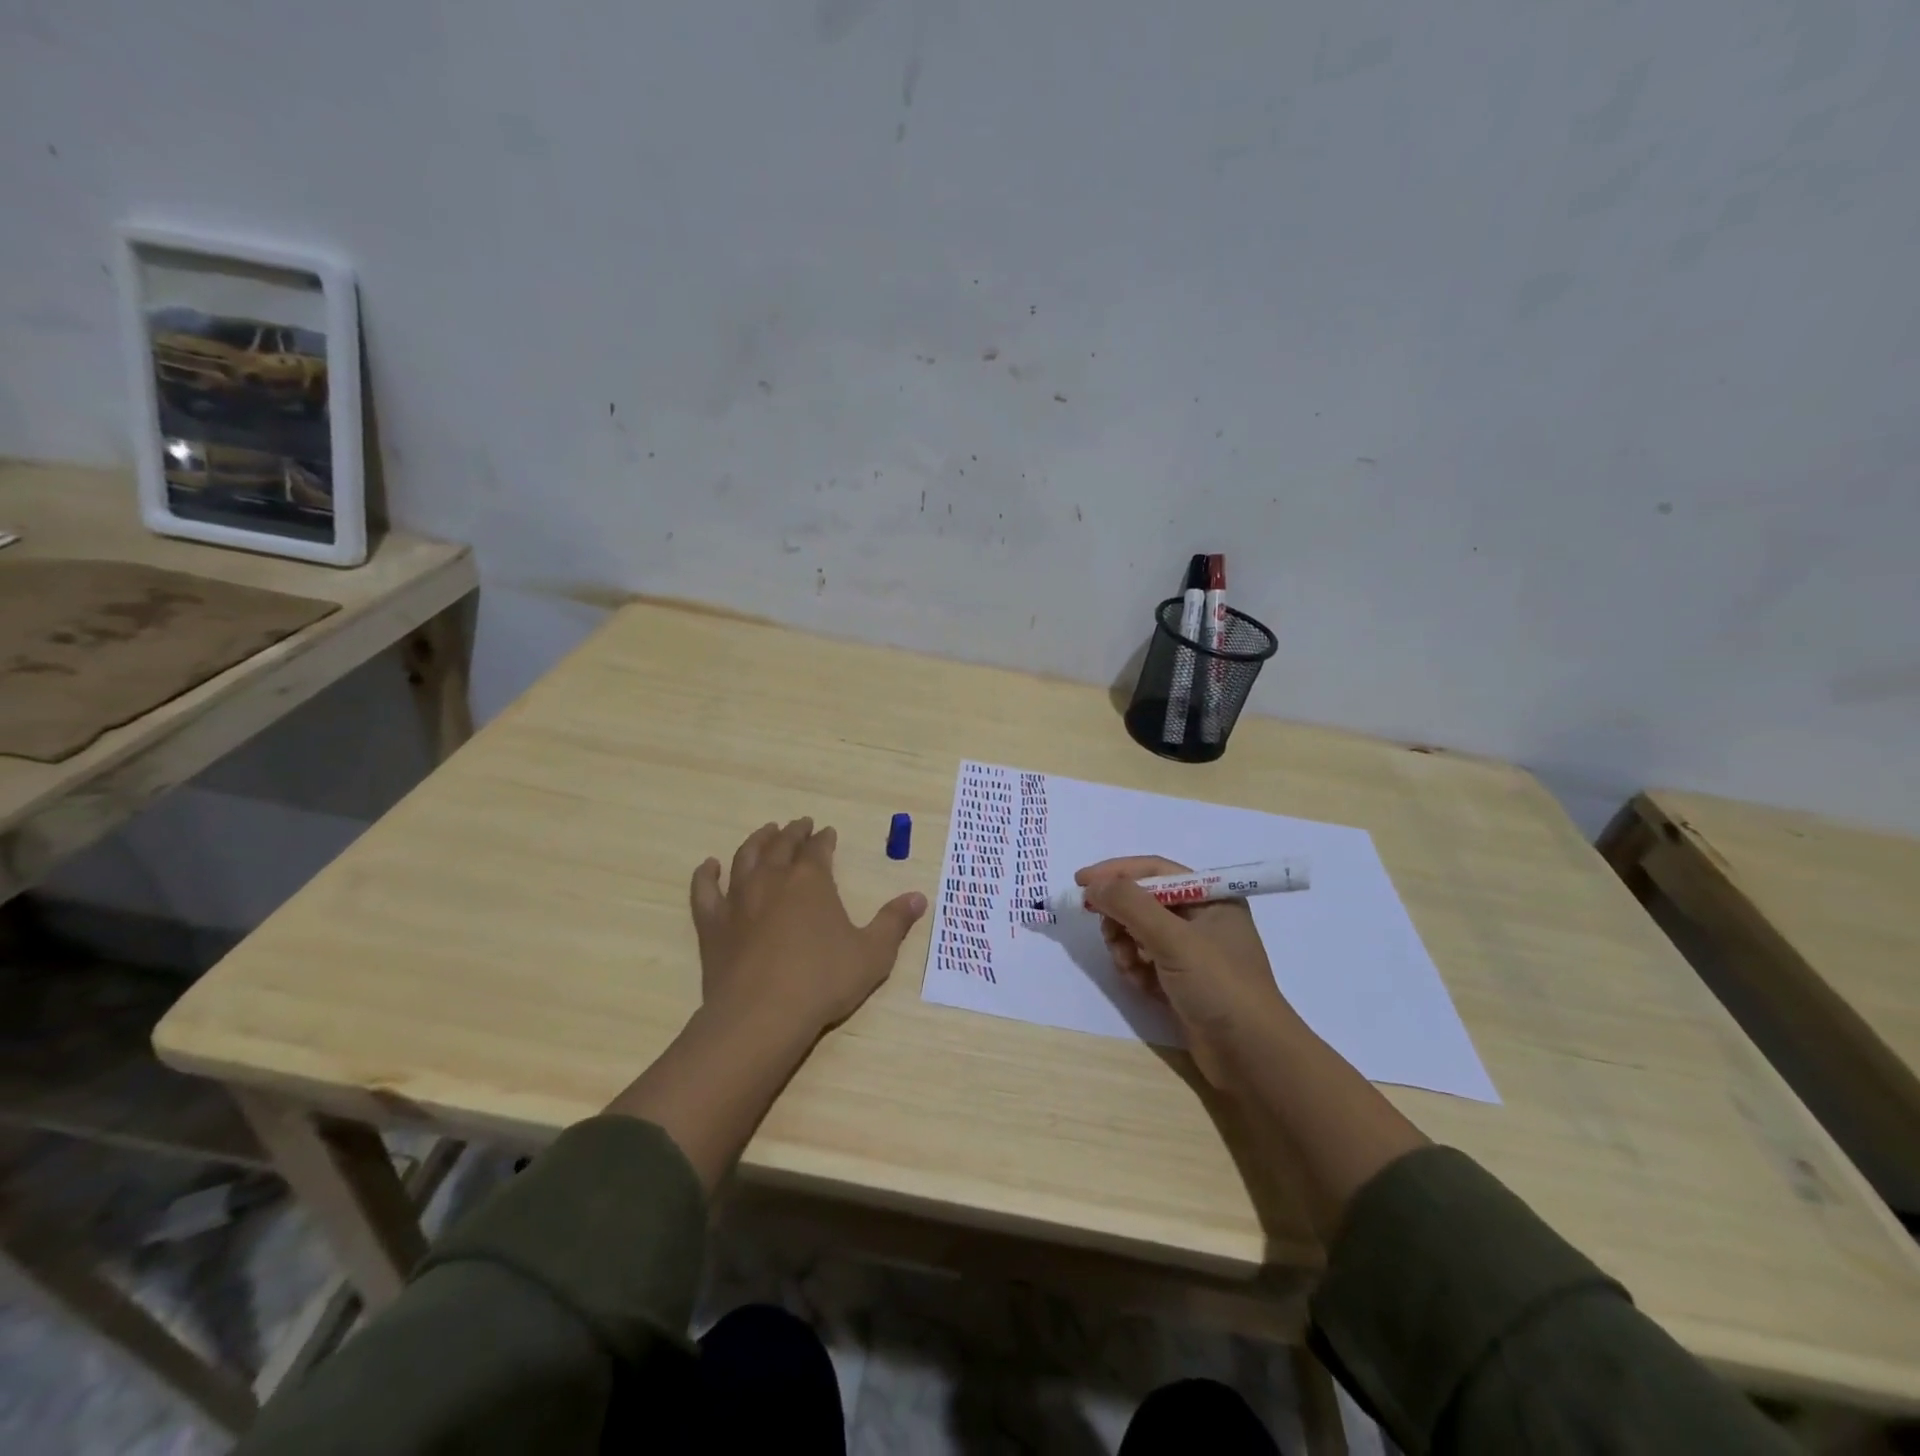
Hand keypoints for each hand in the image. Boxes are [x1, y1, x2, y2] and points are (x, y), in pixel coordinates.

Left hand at [691, 818, 927, 1037]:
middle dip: (793, 832)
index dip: (824, 838)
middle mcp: (773, 879)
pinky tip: (709, 866)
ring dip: (757, 841)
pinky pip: (705, 890)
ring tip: (765, 832)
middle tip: (799, 824)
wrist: (762, 1016)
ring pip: (745, 857)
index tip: (828, 832)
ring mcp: (738, 899)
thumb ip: (894, 922)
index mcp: (811, 880)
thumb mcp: (873, 953)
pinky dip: (706, 874)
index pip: (818, 848)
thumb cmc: (823, 981)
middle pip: (782, 845)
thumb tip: (919, 896)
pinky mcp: (713, 924)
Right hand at [1077, 856, 1291, 1088]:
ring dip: (1125, 946)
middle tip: (1108, 934)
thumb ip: (1130, 905)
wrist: (1252, 1057)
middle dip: (1121, 917)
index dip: (1116, 873)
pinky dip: (1135, 969)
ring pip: (1139, 934)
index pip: (1154, 871)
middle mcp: (1202, 919)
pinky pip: (1145, 961)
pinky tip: (1139, 984)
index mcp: (1211, 897)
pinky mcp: (1182, 982)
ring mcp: (1192, 953)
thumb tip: (1093, 885)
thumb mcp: (1173, 939)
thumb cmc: (1219, 985)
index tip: (1080, 882)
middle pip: (1144, 902)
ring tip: (1129, 966)